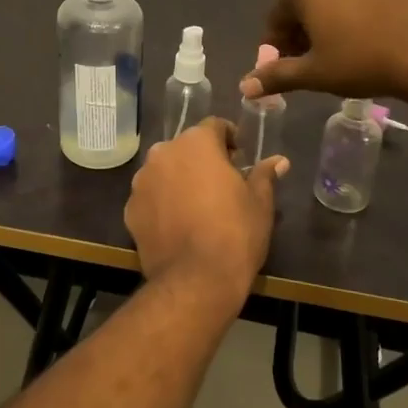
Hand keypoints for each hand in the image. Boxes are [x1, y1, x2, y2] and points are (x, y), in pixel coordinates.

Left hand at [123, 118, 287, 315]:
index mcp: (196, 143)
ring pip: (165, 170)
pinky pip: (150, 196)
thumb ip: (264, 175)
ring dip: (179, 179)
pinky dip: (162, 203)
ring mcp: (142, 181)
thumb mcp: (259, 203)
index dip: (230, 139)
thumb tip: (278, 161)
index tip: (240, 158)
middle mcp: (163, 153)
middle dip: (202, 159)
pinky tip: (178, 224)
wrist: (195, 281)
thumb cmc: (235, 233)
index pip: (215, 126)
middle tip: (221, 183)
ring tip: (197, 205)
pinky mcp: (130, 208)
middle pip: (186, 147)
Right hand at [241, 0, 407, 103]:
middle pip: (306, 1)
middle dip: (304, 31)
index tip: (285, 68)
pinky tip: (374, 35)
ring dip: (332, 18)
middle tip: (315, 62)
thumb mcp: (314, 74)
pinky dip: (361, 10)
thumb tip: (245, 86)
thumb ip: (276, 76)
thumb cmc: (362, 60)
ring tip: (346, 50)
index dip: (277, 47)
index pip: (277, 17)